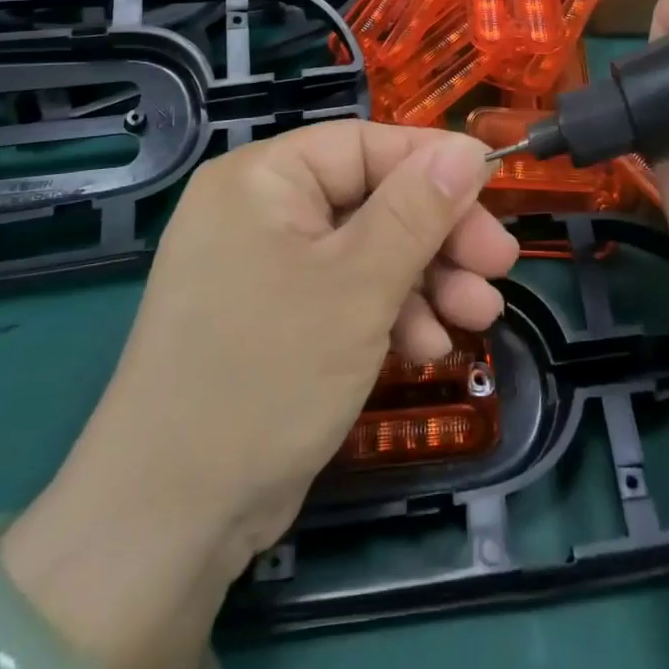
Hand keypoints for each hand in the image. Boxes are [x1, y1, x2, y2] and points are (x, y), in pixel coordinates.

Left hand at [0, 121, 511, 668]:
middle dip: (440, 235)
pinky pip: (345, 292)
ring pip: (367, 249)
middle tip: (499, 265)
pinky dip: (391, 313)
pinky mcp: (275, 317)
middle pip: (372, 198)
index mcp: (264, 178)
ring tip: (480, 315)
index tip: (498, 192)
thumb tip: (470, 147)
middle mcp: (260, 210)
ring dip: (427, 279)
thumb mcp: (359, 285)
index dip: (436, 165)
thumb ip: (419, 209)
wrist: (169, 523)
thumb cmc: (267, 375)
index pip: (367, 145)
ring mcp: (265, 266)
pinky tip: (430, 348)